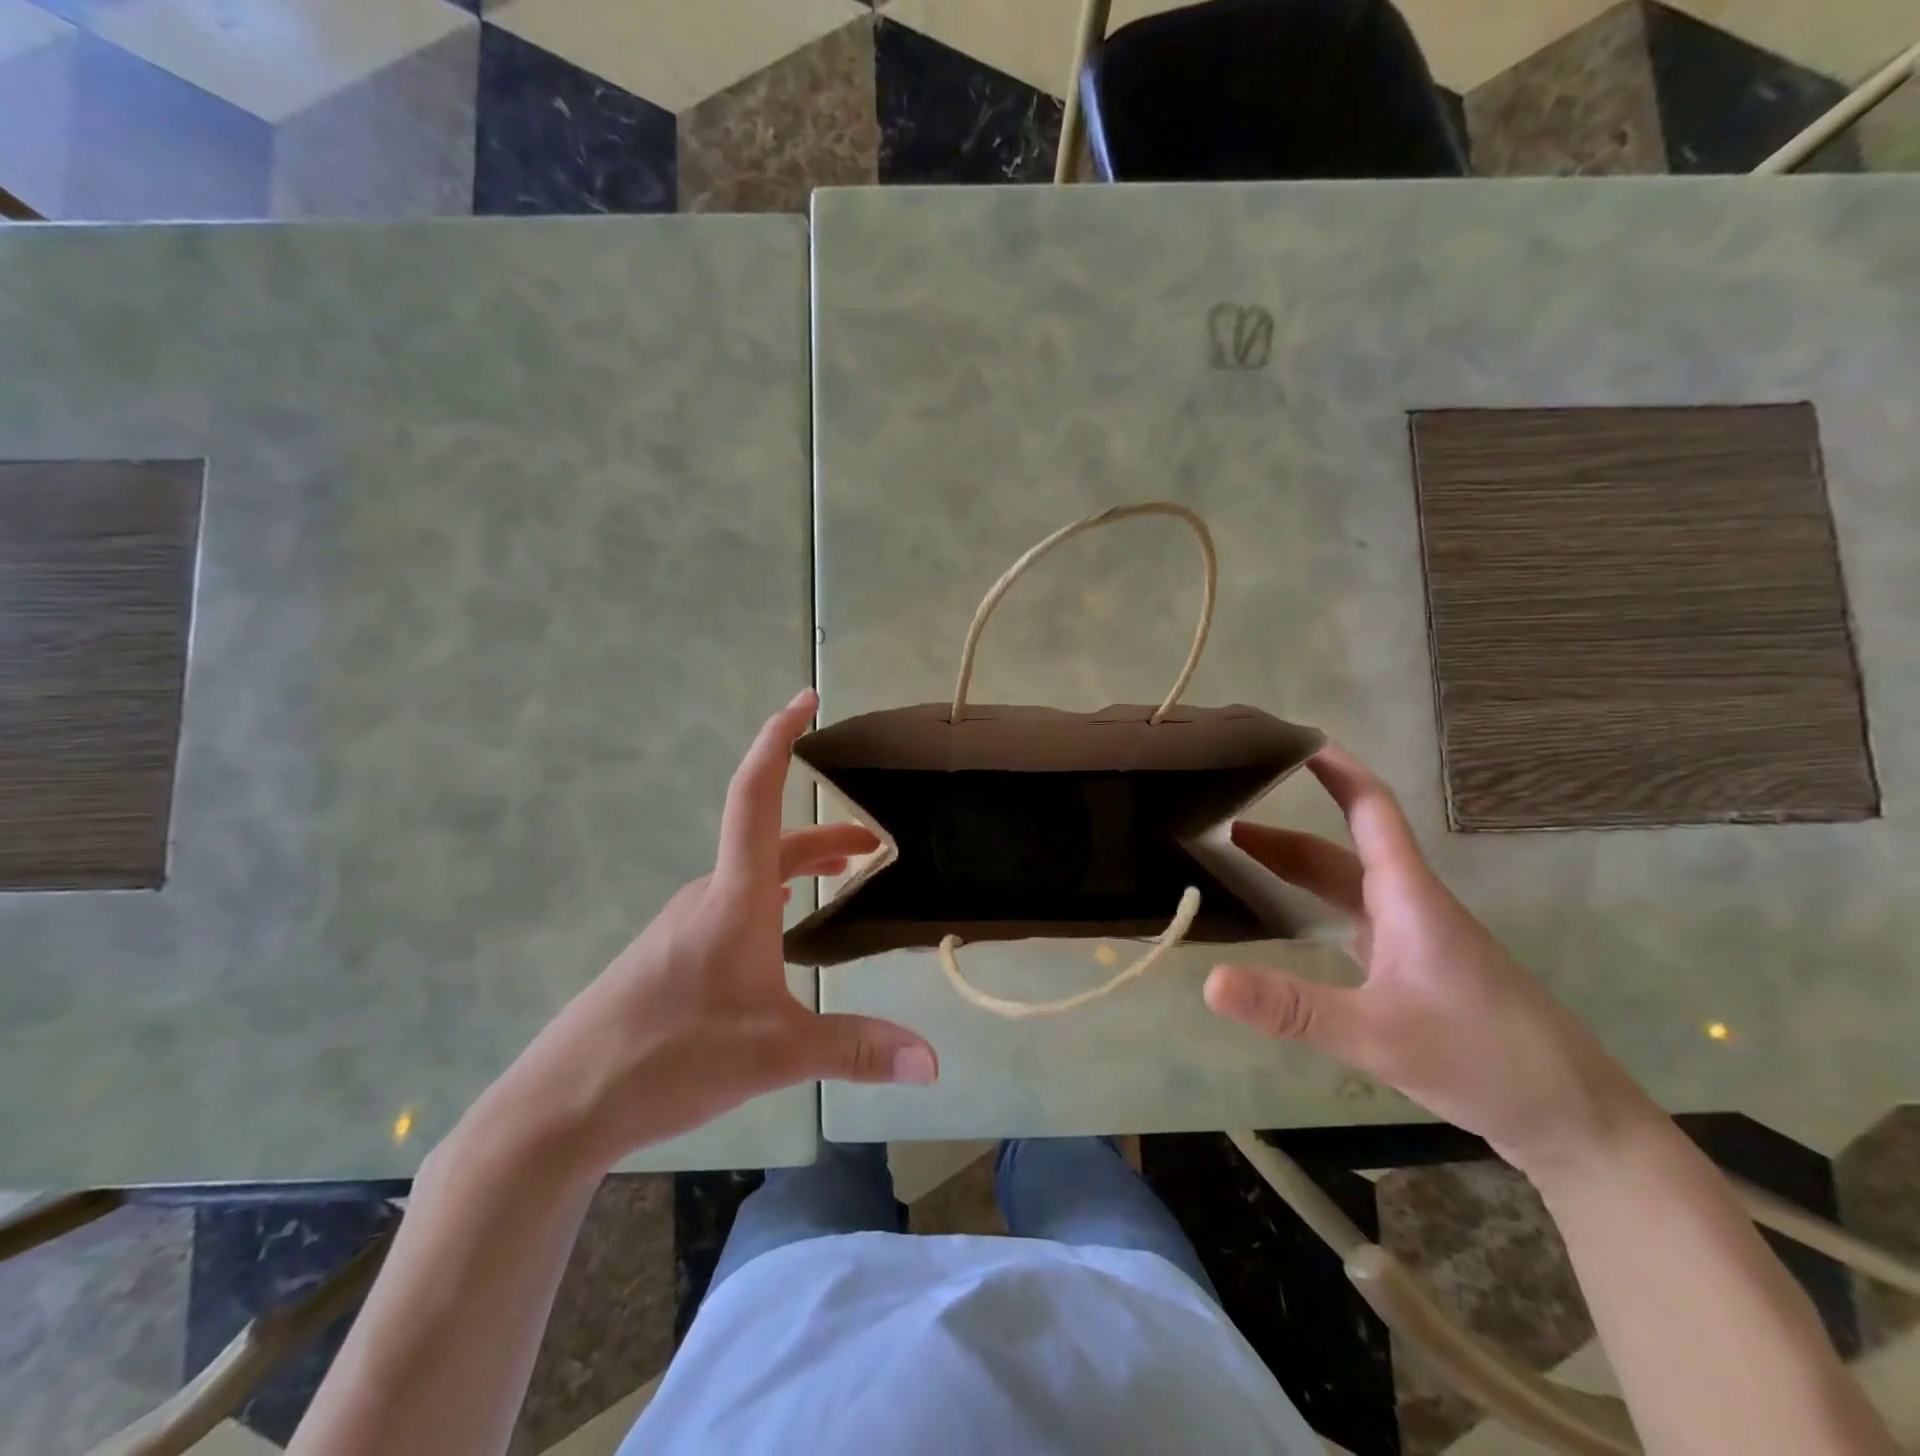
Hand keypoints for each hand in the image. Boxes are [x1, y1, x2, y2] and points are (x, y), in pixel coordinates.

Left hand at [489, 689, 936, 1177]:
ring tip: (839, 873)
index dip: (780, 740)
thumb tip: (934, 1063)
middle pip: (771, 840)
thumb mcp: (776, 1054)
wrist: (560, 1104)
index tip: (805, 700)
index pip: (757, 796)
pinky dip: (770, 891)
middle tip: (873, 844)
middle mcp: (707, 895)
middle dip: (826, 834)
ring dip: (799, 864)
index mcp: (735, 898)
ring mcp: (682, 922)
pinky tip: (777, 924)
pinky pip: (732, 899)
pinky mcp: (667, 950)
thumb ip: (858, 1051)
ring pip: (752, 872)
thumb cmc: (670, 1058)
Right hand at [1204, 745, 1653, 1174]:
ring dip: (1292, 867)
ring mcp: (1413, 939)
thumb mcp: (1380, 1035)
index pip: (1369, 809)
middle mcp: (1408, 905)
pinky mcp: (1413, 970)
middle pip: (1340, 849)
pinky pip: (1350, 920)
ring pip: (1344, 885)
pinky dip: (1310, 906)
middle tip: (1221, 815)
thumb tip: (1208, 981)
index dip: (1334, 768)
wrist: (1575, 1121)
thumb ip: (1292, 1008)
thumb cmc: (1486, 1059)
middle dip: (1283, 827)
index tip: (1289, 740)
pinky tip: (1284, 924)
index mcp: (1408, 896)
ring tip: (1234, 860)